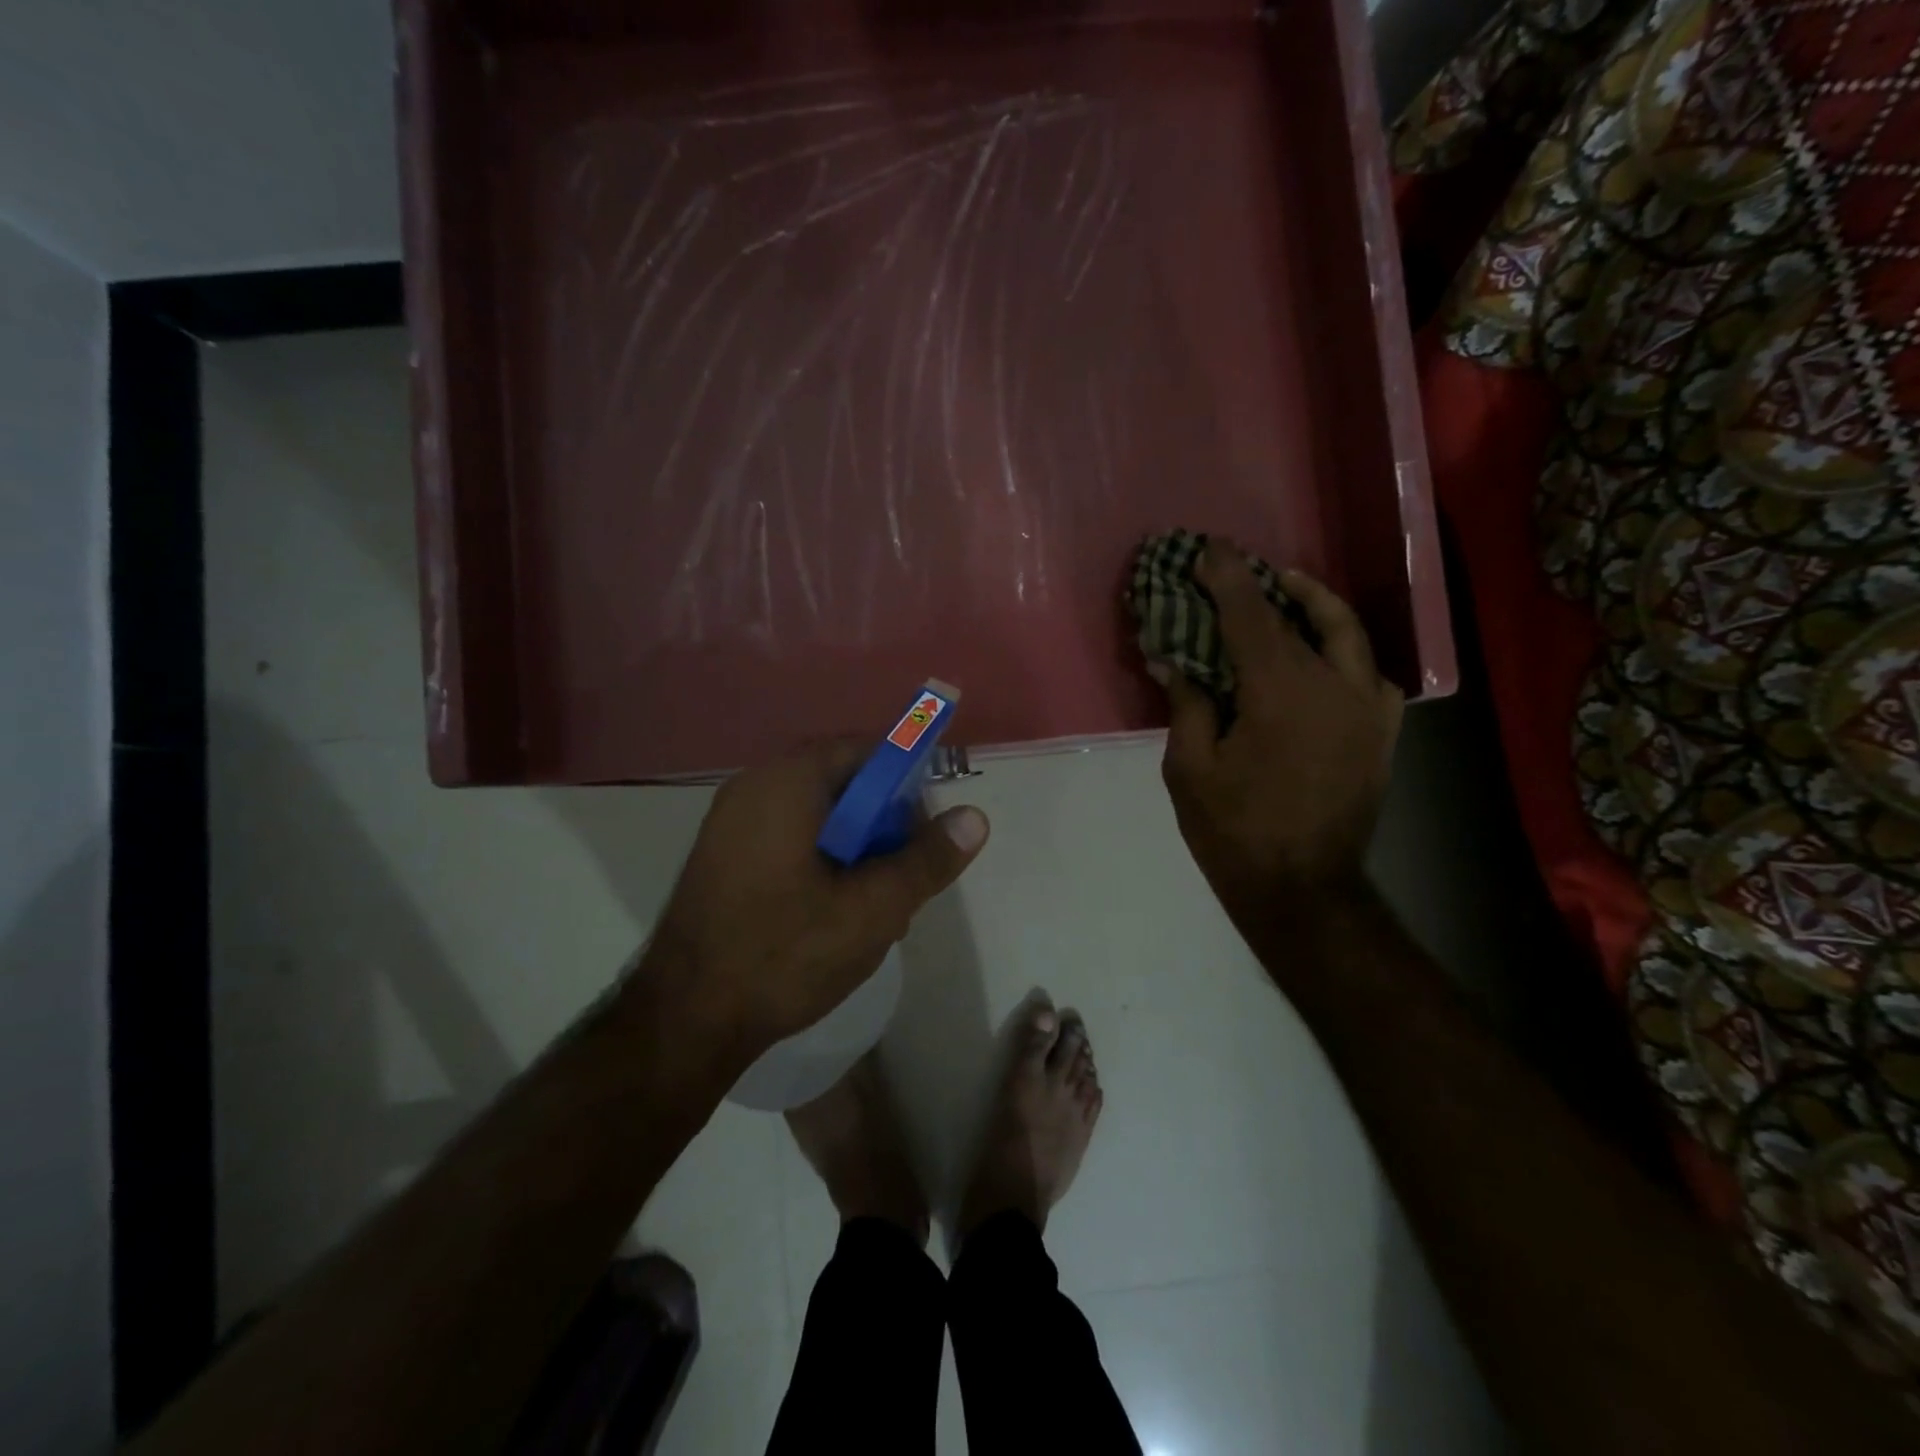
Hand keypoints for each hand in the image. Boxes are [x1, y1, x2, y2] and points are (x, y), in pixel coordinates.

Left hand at [644, 741, 989, 1058]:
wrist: (683, 1022)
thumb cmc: (784, 955)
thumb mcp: (873, 909)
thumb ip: (927, 860)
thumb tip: (975, 817)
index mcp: (786, 783)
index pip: (864, 751)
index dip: (906, 781)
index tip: (926, 829)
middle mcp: (753, 788)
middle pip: (841, 783)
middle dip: (883, 825)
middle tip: (905, 877)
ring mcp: (731, 823)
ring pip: (818, 816)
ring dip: (856, 850)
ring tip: (877, 907)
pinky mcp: (723, 858)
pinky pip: (788, 838)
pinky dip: (822, 861)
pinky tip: (836, 915)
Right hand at [1152, 545, 1402, 927]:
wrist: (1303, 889)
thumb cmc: (1234, 831)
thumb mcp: (1190, 769)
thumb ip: (1187, 706)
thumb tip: (1173, 660)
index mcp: (1279, 693)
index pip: (1250, 616)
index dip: (1227, 578)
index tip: (1208, 549)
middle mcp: (1332, 686)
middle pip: (1296, 617)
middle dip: (1261, 587)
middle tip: (1235, 570)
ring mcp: (1367, 709)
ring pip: (1348, 633)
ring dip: (1315, 605)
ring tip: (1288, 591)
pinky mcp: (1382, 733)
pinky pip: (1371, 674)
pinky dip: (1346, 652)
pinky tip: (1325, 656)